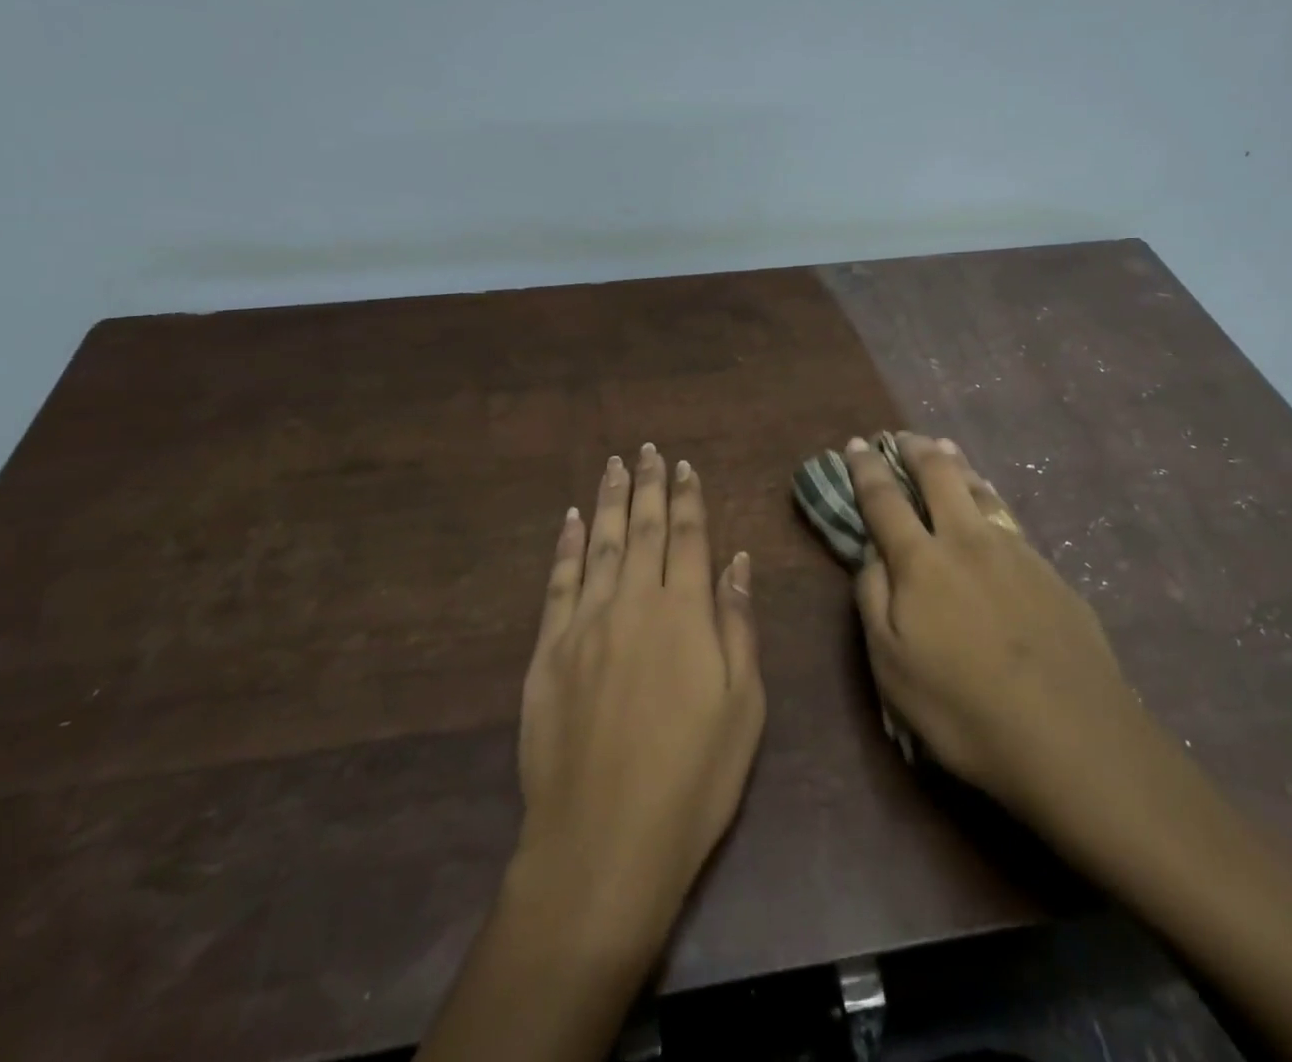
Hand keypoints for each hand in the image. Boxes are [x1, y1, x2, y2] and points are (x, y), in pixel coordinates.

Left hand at [514, 444, 764, 955]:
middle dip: (648, 485)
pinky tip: (569, 518)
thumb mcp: (743, 705)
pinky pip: (558, 580)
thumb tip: (737, 560)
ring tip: (614, 465)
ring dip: (608, 499)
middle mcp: (634, 601)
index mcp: (685, 612)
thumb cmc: (693, 777)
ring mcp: (585, 621)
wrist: (604, 840)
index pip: (689, 537)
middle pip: (642, 528)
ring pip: (599, 542)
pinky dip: (565, 544)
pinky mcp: (548, 648)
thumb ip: (737, 625)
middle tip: (648, 450)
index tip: (686, 466)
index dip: (688, 498)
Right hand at [843, 432, 1154, 832]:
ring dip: (957, 465)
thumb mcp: (892, 666)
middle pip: (940, 476)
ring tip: (945, 450)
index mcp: (922, 562)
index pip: (884, 500)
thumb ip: (873, 599)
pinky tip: (991, 502)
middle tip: (902, 436)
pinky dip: (990, 496)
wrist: (1074, 739)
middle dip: (916, 449)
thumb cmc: (964, 710)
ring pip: (981, 490)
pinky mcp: (1052, 572)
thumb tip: (872, 554)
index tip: (855, 444)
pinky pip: (1010, 517)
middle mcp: (968, 541)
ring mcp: (1016, 552)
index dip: (866, 468)